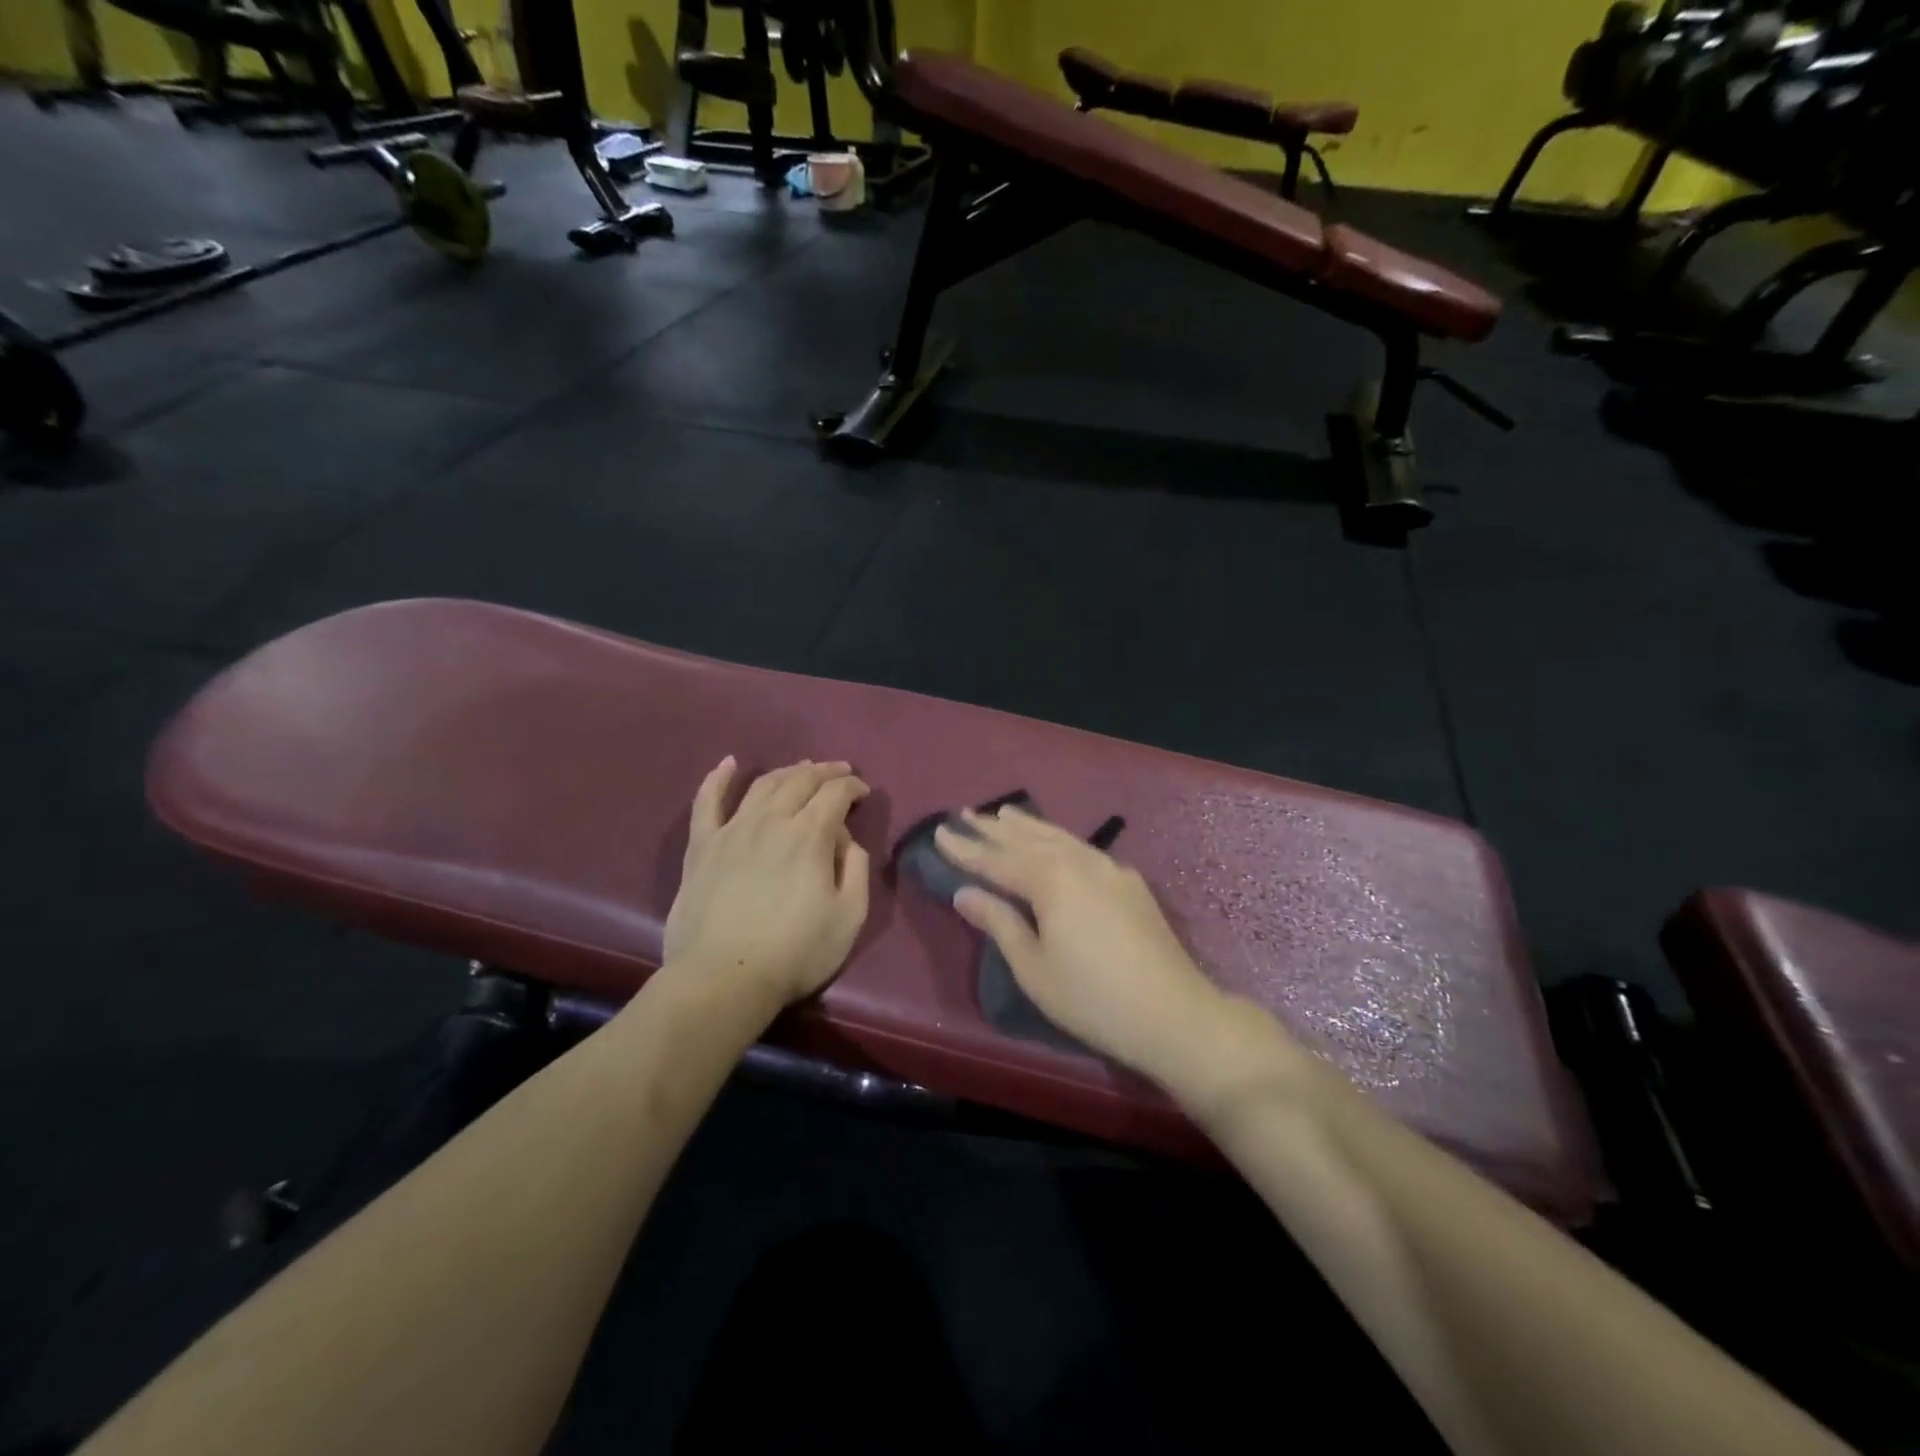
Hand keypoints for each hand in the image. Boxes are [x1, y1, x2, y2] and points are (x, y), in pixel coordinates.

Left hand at [664, 757, 871, 1008]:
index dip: (853, 786)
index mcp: (810, 835)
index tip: (863, 793)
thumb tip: (844, 840)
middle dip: (825, 771)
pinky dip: (718, 778)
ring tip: (802, 769)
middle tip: (840, 771)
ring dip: (787, 771)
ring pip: (763, 785)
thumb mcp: (850, 916)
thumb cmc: (796, 952)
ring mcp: (732, 829)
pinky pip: (707, 802)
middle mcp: (772, 820)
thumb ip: (855, 868)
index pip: (835, 793)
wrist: (724, 978)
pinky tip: (729, 764)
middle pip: (801, 781)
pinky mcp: (702, 846)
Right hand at [934, 806, 1226, 1077]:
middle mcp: (1078, 861)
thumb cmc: (1091, 998)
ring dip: (1027, 825)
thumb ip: (999, 922)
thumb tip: (965, 893)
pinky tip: (1056, 841)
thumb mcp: (1033, 967)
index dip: (965, 849)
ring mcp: (1109, 867)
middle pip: (1026, 839)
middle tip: (964, 814)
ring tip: (1003, 813)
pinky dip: (1059, 838)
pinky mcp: (1129, 881)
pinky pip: (1083, 847)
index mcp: (1049, 880)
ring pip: (1058, 837)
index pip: (996, 860)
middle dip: (992, 828)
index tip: (939, 832)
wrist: (1173, 1013)